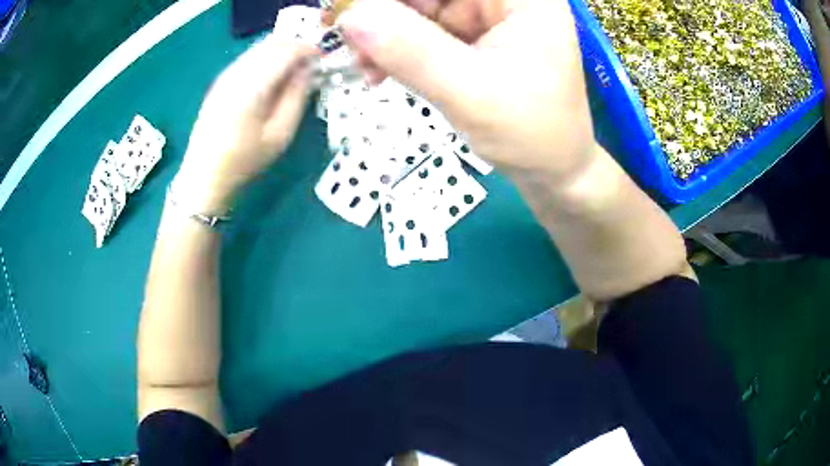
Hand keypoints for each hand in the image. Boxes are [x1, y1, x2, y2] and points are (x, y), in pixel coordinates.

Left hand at [176, 37, 316, 213]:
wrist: (204, 174)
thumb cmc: (244, 160)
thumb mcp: (279, 135)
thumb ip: (296, 98)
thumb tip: (308, 71)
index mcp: (253, 87)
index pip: (286, 53)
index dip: (308, 50)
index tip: (321, 58)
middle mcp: (237, 74)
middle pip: (272, 44)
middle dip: (295, 47)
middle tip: (310, 62)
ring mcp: (225, 76)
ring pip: (259, 48)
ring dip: (280, 51)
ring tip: (294, 68)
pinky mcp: (220, 81)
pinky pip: (248, 58)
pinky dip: (265, 58)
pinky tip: (271, 74)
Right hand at [338, 0, 597, 188]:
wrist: (551, 172)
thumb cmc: (531, 135)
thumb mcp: (470, 92)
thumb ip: (410, 50)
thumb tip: (350, 16)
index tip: (353, 8)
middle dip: (385, 11)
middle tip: (350, 41)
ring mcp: (487, 16)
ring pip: (419, 8)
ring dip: (384, 34)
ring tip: (364, 65)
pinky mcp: (472, 37)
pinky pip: (422, 30)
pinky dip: (396, 48)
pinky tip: (379, 70)